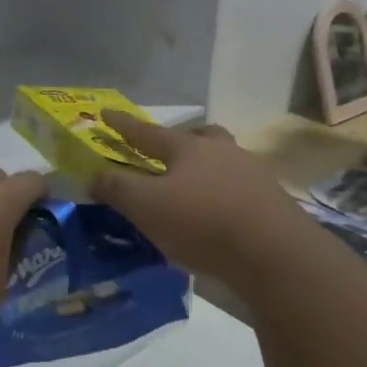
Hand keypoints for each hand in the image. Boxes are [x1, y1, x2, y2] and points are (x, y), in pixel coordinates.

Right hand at [88, 111, 307, 279]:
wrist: (274, 254)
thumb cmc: (202, 223)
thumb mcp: (147, 207)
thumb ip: (116, 188)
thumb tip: (92, 175)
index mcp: (189, 148)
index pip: (147, 131)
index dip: (123, 125)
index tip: (105, 113)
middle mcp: (223, 152)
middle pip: (198, 137)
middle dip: (180, 141)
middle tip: (166, 155)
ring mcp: (252, 175)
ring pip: (223, 161)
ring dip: (205, 170)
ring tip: (191, 190)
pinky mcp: (271, 202)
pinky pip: (239, 189)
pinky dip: (223, 196)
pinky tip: (217, 215)